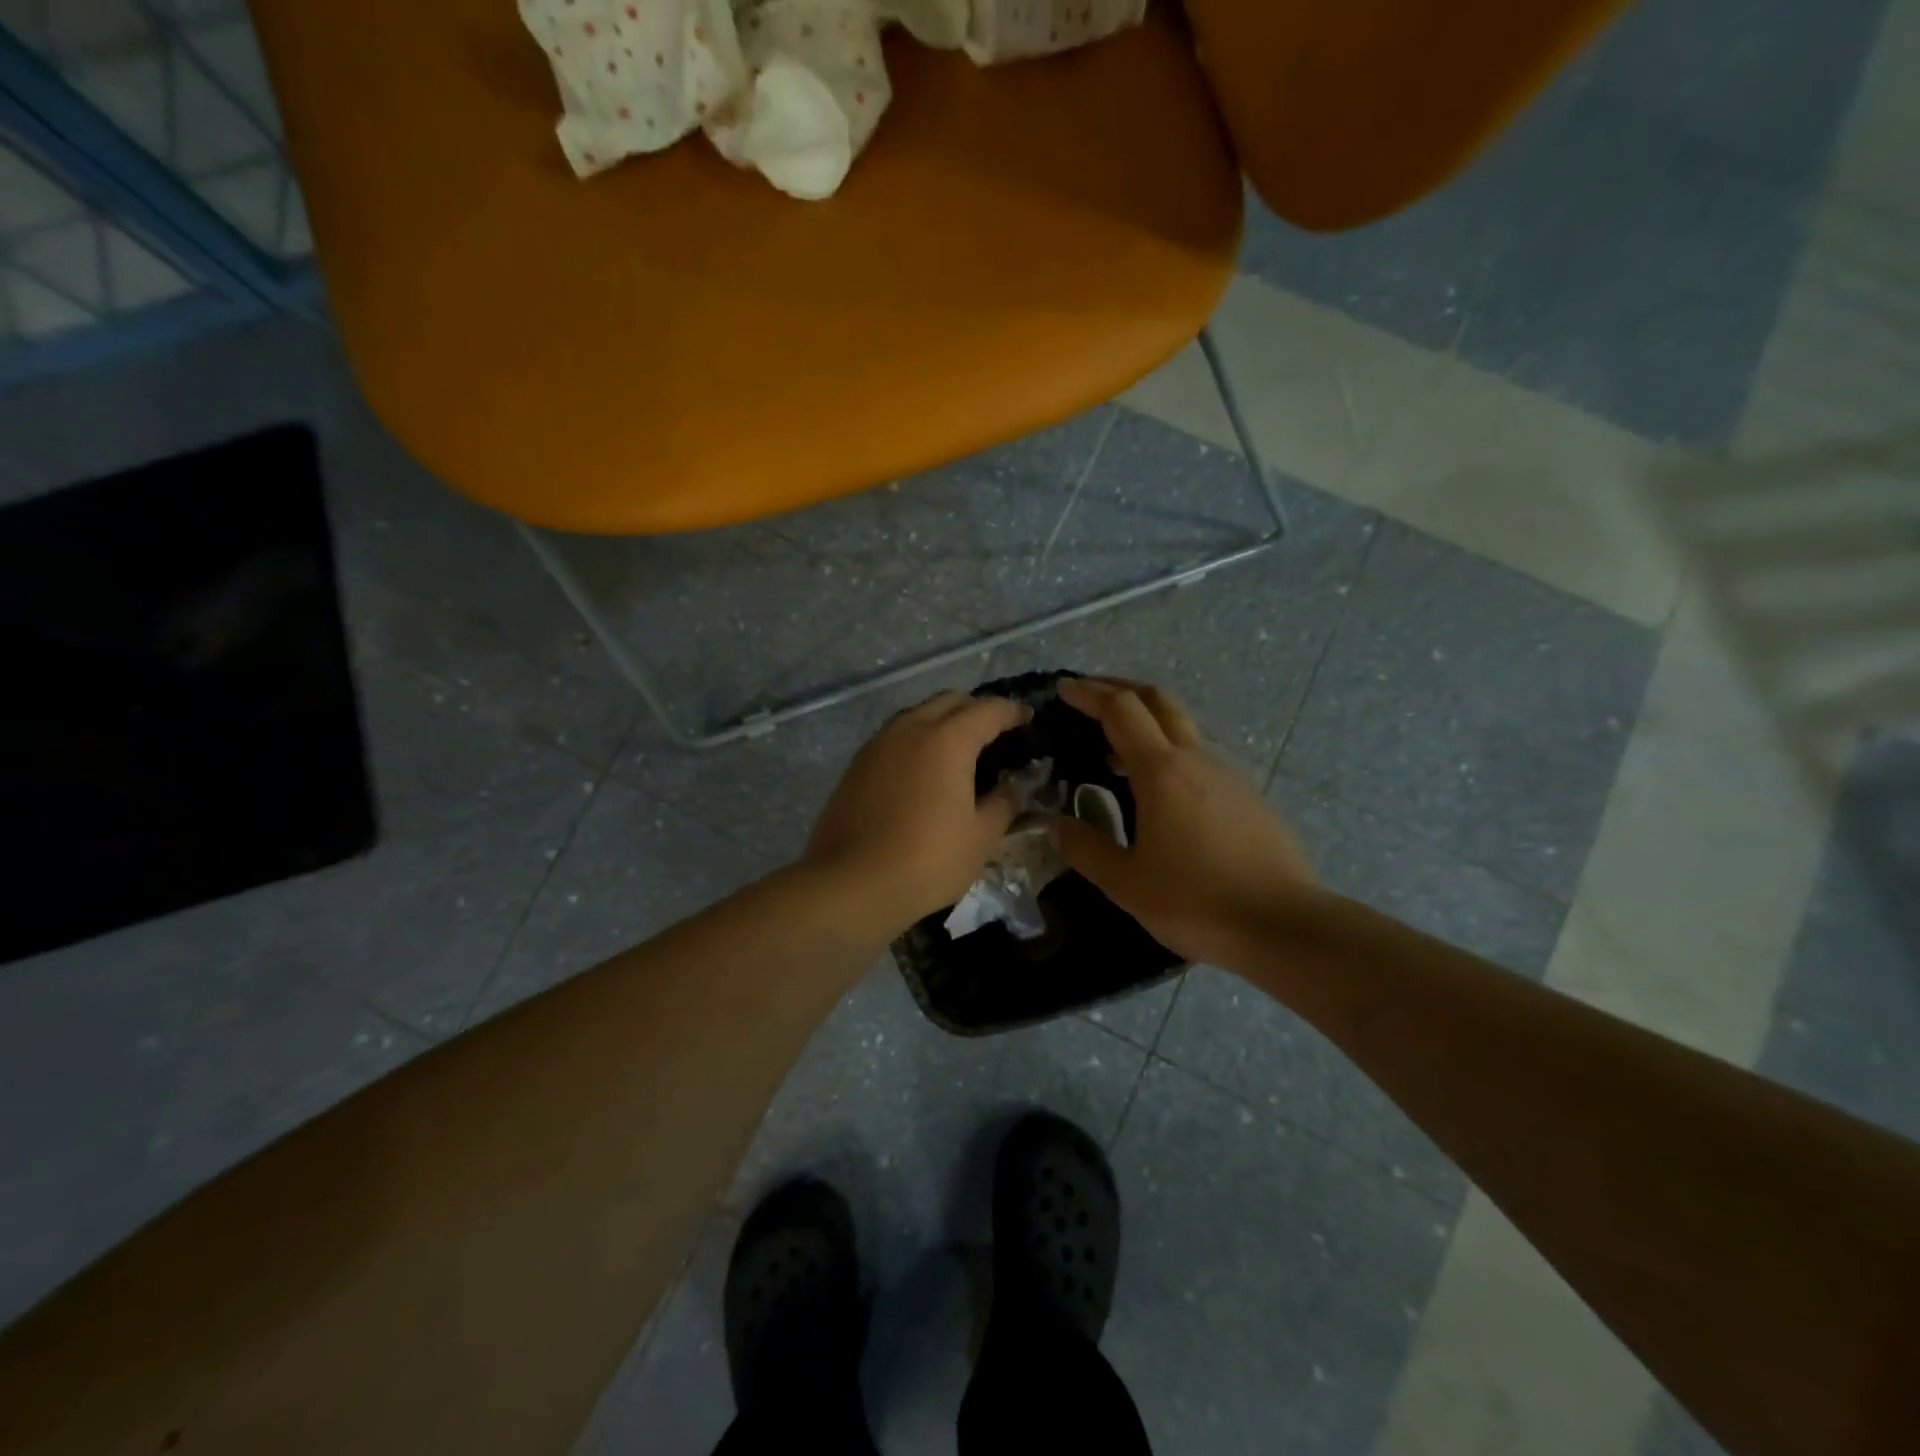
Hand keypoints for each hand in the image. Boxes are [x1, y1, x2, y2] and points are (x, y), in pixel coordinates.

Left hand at [804, 691, 1032, 939]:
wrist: (851, 884)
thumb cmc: (927, 860)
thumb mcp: (981, 836)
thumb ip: (1004, 802)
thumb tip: (1017, 785)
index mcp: (947, 739)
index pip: (988, 710)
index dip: (1013, 712)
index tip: (1028, 720)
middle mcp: (911, 728)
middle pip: (950, 701)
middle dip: (977, 709)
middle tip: (996, 733)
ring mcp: (878, 744)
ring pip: (918, 714)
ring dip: (943, 720)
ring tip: (960, 749)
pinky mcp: (857, 764)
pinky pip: (895, 736)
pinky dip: (917, 739)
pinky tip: (924, 768)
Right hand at [1050, 678, 1318, 966]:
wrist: (1286, 926)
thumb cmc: (1198, 902)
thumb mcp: (1126, 883)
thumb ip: (1086, 849)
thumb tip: (1055, 825)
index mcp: (1162, 772)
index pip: (1121, 710)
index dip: (1089, 694)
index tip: (1063, 689)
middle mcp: (1197, 759)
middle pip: (1157, 700)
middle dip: (1120, 688)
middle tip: (1089, 694)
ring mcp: (1229, 775)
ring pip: (1182, 728)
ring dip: (1146, 722)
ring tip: (1116, 748)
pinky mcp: (1248, 796)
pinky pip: (1200, 758)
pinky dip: (1169, 752)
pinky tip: (1160, 790)